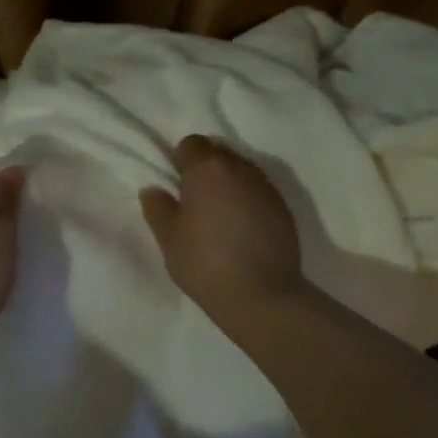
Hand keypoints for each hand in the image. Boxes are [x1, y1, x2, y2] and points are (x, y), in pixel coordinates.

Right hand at [141, 135, 309, 327]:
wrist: (260, 294)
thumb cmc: (203, 261)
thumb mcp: (168, 237)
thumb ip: (158, 207)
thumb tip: (153, 189)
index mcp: (207, 169)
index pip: (191, 143)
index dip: (180, 160)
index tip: (176, 184)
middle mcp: (240, 169)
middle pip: (219, 153)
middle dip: (206, 168)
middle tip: (194, 199)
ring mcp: (267, 188)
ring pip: (242, 171)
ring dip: (229, 184)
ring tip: (219, 214)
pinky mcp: (284, 209)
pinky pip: (259, 192)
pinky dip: (248, 201)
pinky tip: (240, 228)